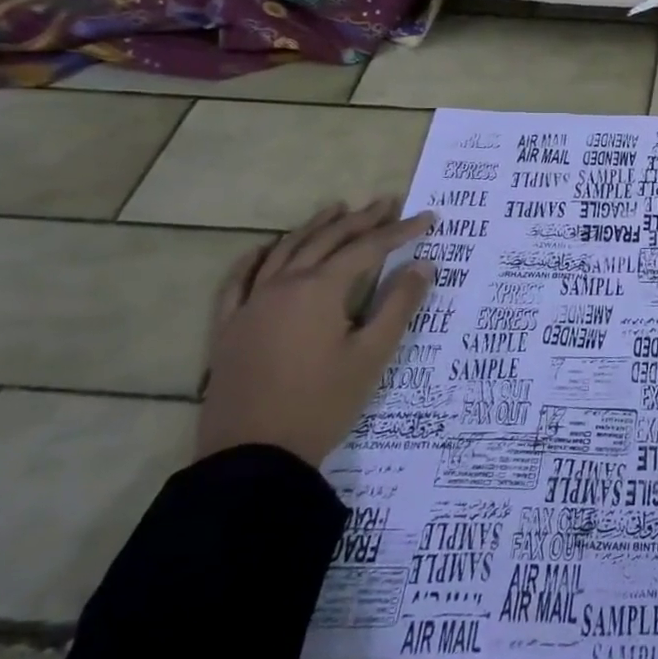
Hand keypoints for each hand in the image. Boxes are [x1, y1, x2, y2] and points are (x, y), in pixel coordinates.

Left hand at [198, 197, 435, 466]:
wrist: (253, 456)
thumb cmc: (322, 403)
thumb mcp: (372, 355)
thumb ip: (399, 305)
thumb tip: (423, 265)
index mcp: (319, 290)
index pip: (367, 249)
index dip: (400, 232)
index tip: (428, 219)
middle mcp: (282, 286)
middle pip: (326, 241)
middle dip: (360, 220)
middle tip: (387, 202)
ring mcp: (250, 305)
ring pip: (284, 252)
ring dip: (314, 228)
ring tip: (337, 209)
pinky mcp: (228, 328)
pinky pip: (238, 281)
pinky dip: (255, 258)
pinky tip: (265, 248)